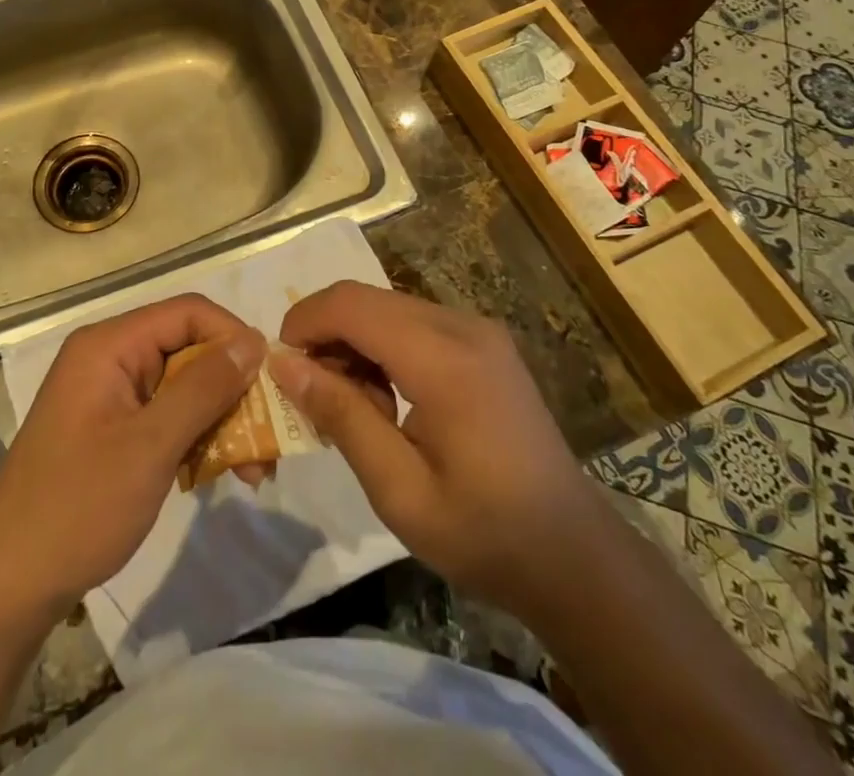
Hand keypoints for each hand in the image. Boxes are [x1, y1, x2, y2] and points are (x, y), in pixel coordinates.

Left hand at [0, 294, 265, 613]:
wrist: (6, 586)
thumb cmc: (78, 507)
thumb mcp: (150, 446)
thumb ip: (204, 389)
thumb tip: (253, 343)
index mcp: (110, 346)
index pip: (188, 313)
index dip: (233, 337)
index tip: (270, 380)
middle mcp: (110, 358)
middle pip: (188, 350)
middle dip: (232, 389)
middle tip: (270, 437)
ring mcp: (109, 395)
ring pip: (183, 387)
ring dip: (221, 420)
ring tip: (254, 471)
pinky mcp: (112, 429)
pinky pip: (166, 416)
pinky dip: (196, 439)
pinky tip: (220, 474)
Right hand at [271, 281, 588, 609]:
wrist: (573, 555)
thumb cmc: (483, 533)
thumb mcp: (399, 491)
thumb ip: (342, 417)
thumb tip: (285, 364)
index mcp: (444, 359)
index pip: (352, 304)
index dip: (305, 321)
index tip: (280, 366)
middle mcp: (463, 326)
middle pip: (368, 299)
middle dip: (326, 334)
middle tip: (312, 395)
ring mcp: (479, 330)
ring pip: (389, 307)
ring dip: (354, 341)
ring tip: (352, 406)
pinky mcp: (485, 342)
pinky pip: (415, 322)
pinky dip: (384, 346)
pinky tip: (387, 398)